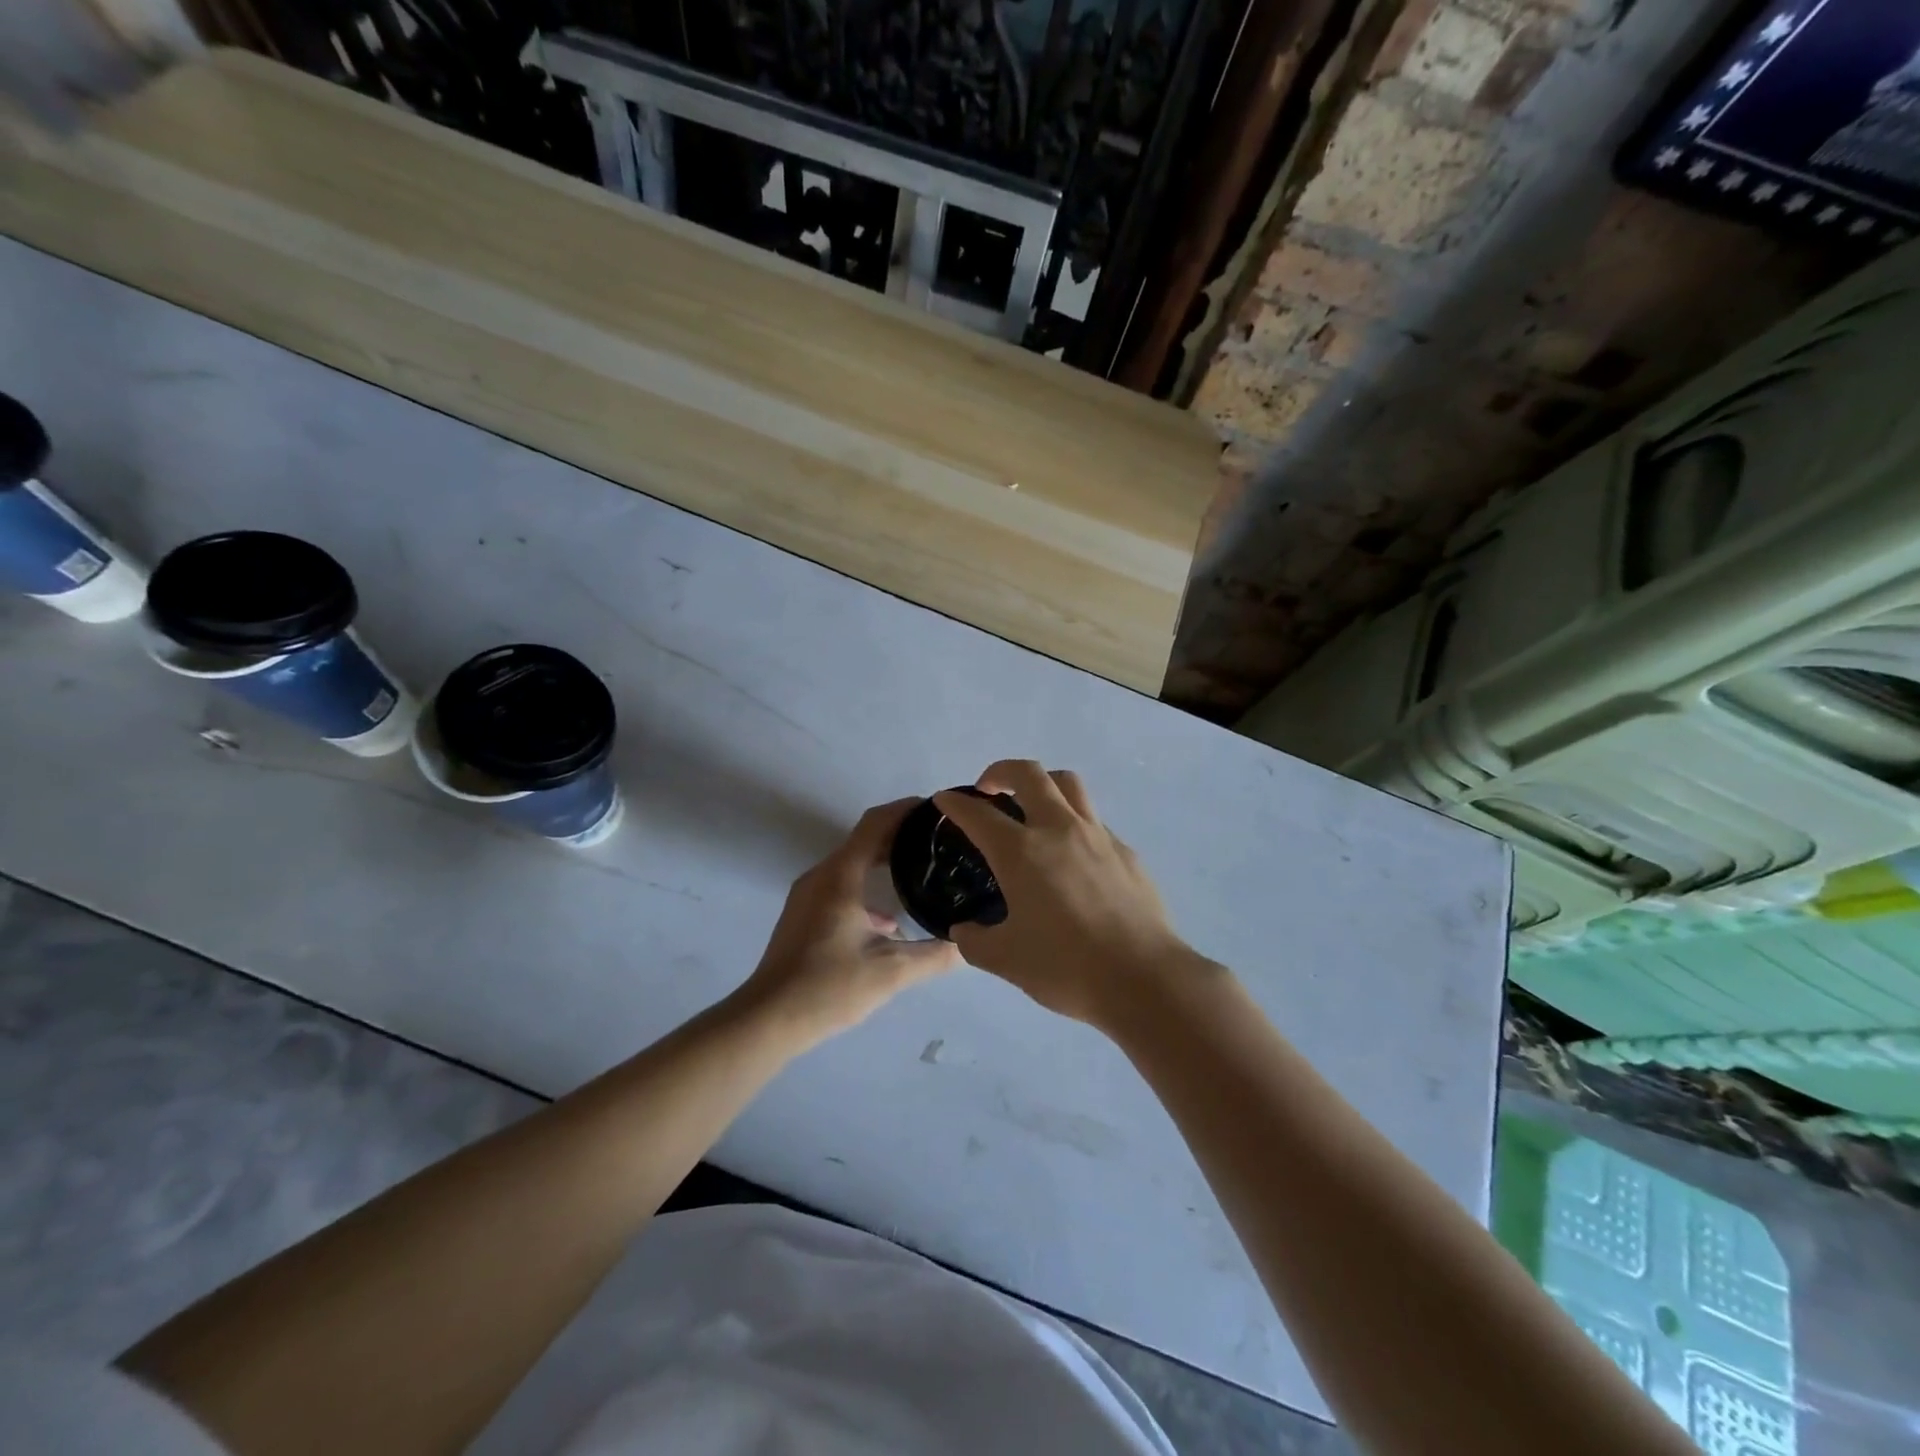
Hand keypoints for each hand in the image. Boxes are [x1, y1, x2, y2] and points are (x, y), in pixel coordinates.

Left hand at [738, 799, 960, 1046]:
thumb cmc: (828, 987)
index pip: (875, 823)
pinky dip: (868, 887)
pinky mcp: (804, 915)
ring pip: (852, 864)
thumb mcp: (891, 972)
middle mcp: (822, 876)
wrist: (767, 1019)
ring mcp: (808, 895)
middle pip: (864, 840)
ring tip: (921, 872)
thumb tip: (969, 945)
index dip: (906, 810)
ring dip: (884, 861)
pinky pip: (841, 885)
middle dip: (901, 835)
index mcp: (840, 876)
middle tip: (940, 841)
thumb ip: (935, 956)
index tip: (938, 809)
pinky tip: (891, 921)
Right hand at [934, 762, 1202, 1027]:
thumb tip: (963, 930)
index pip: (979, 813)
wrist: (1143, 978)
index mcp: (1022, 852)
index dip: (956, 803)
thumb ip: (975, 941)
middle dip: (1001, 771)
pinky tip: (1072, 856)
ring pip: (1069, 784)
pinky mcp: (1125, 852)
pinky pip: (1094, 820)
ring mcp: (1097, 836)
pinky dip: (1073, 822)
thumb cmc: (1066, 967)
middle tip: (989, 789)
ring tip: (1032, 807)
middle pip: (1029, 774)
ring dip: (1043, 784)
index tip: (945, 800)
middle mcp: (1059, 830)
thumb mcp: (1006, 960)